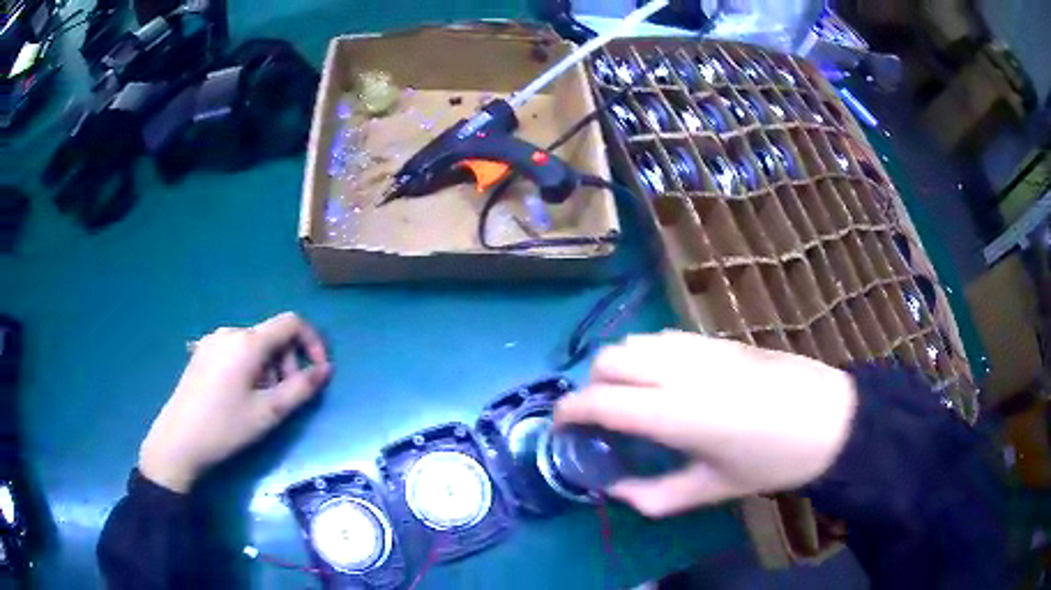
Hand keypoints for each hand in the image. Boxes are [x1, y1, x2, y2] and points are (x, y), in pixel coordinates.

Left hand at [139, 312, 331, 492]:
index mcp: (247, 342)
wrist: (178, 441)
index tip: (318, 372)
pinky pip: (235, 352)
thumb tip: (326, 370)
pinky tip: (238, 396)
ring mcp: (212, 341)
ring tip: (259, 402)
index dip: (312, 342)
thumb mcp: (269, 412)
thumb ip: (302, 388)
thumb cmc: (225, 427)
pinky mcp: (201, 354)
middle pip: (272, 337)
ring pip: (254, 346)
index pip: (291, 323)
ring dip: (268, 369)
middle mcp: (229, 332)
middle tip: (283, 399)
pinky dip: (249, 369)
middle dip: (287, 364)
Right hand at [554, 331, 856, 516]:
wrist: (828, 419)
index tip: (560, 425)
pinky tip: (663, 378)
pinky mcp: (717, 339)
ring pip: (635, 341)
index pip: (600, 401)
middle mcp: (678, 370)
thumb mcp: (711, 490)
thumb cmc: (771, 461)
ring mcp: (699, 348)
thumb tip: (616, 492)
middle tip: (599, 416)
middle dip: (591, 385)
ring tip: (629, 395)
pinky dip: (646, 354)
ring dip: (618, 366)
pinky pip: (663, 337)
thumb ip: (654, 496)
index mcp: (673, 412)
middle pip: (610, 360)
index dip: (570, 411)